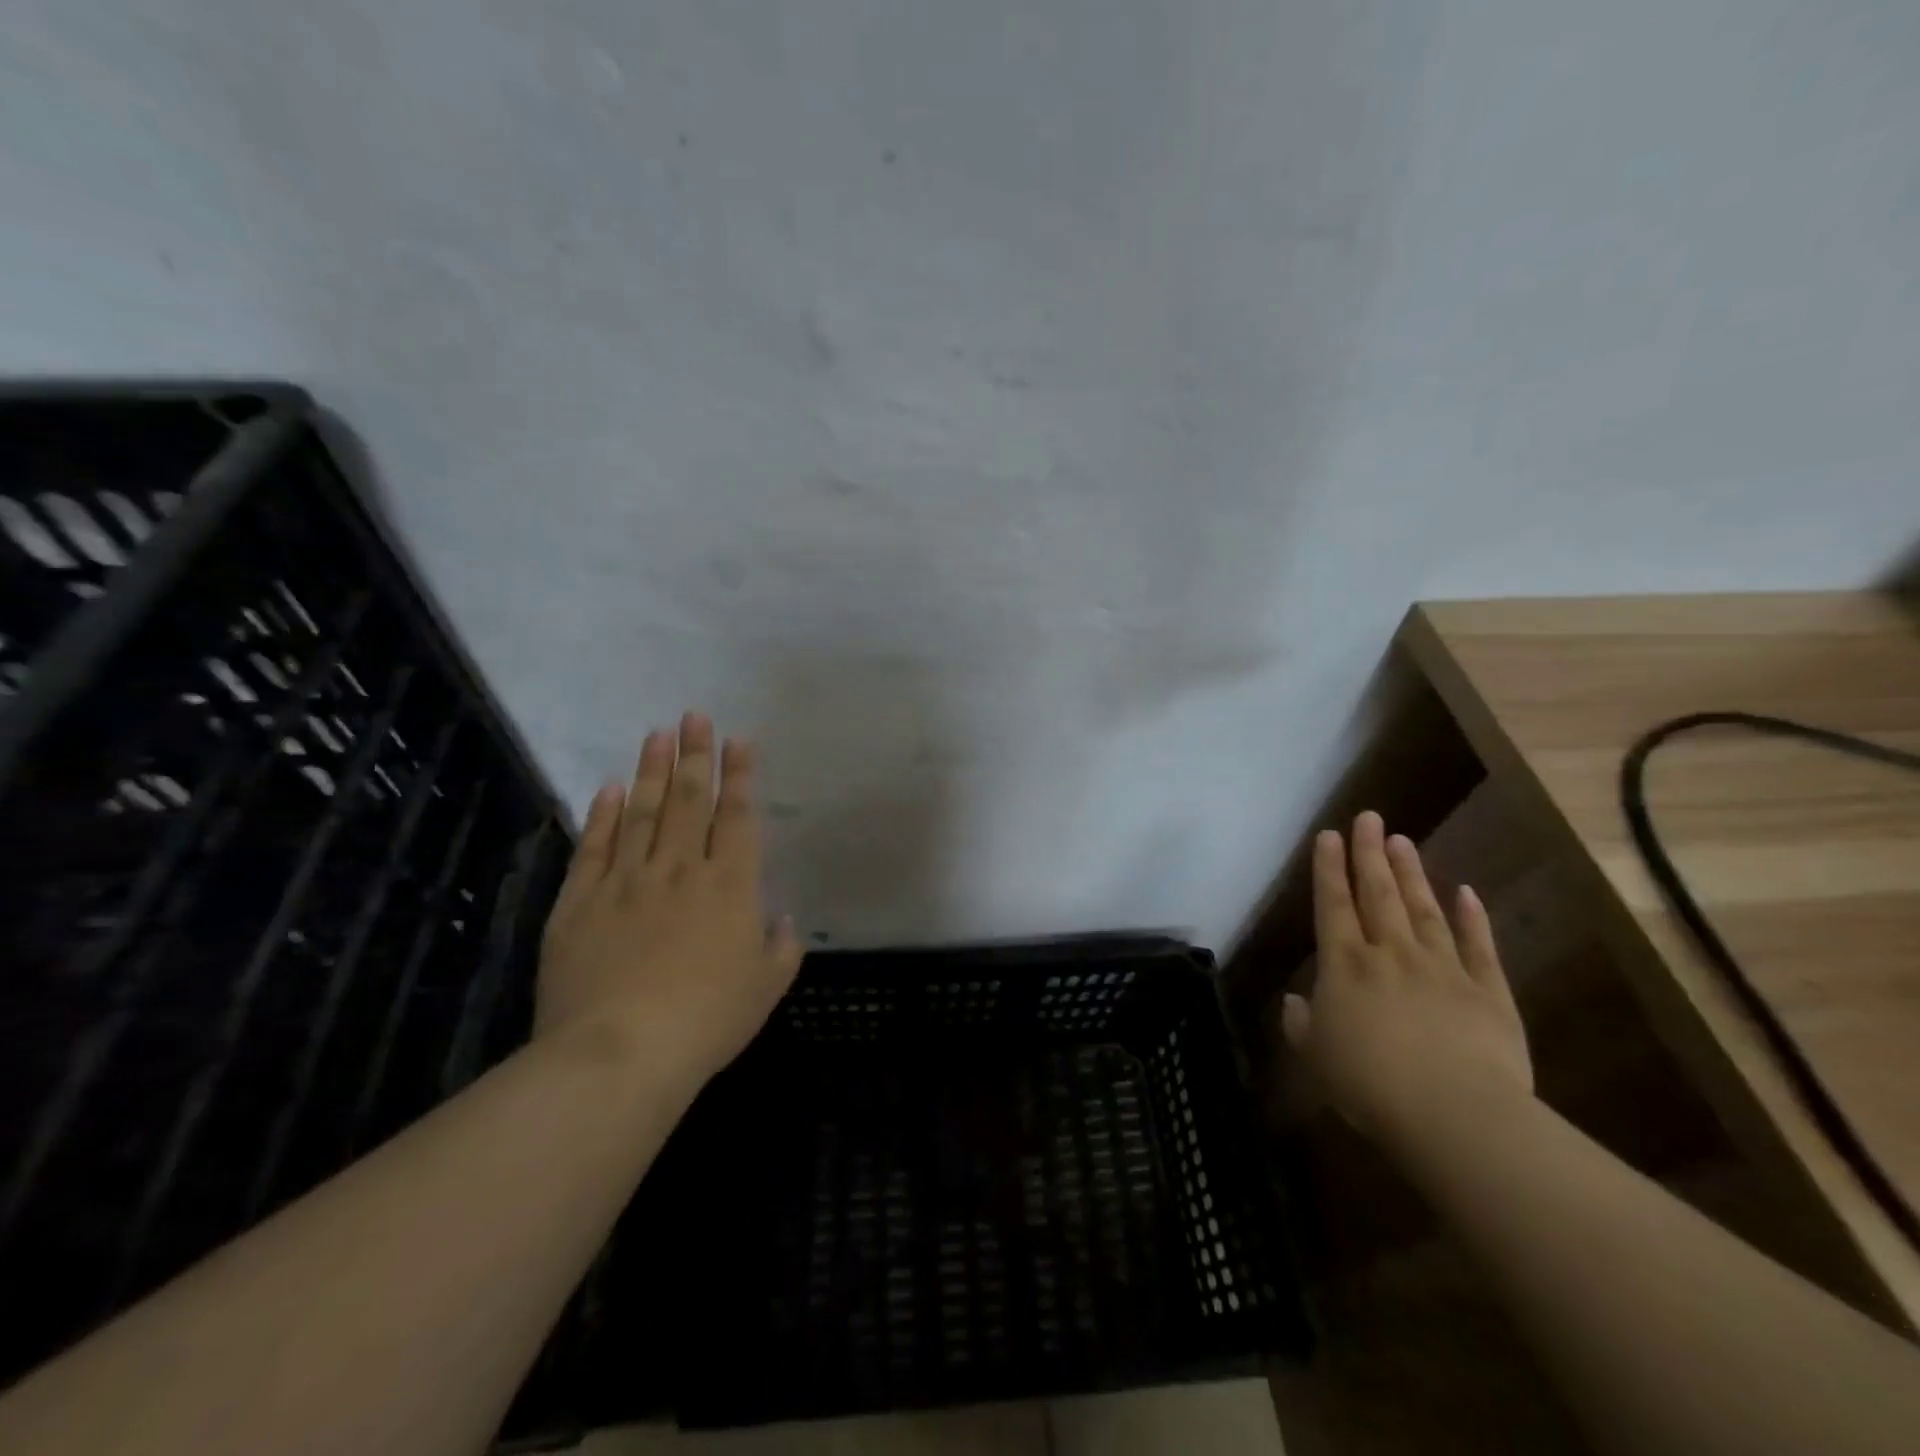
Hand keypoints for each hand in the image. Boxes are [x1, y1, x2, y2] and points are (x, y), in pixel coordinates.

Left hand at [537, 712, 802, 1088]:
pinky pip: (594, 848)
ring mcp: (626, 882)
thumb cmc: (707, 1020)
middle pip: (687, 801)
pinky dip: (602, 815)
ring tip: (657, 734)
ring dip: (650, 771)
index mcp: (730, 886)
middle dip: (694, 755)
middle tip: (693, 716)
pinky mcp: (580, 903)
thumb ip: (781, 949)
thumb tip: (783, 919)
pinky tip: (608, 788)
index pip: (736, 816)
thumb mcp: (765, 989)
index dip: (739, 775)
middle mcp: (679, 870)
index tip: (738, 739)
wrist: (621, 1052)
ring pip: (640, 813)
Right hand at [1281, 811, 1531, 1156]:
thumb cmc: (1370, 1086)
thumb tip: (1295, 1001)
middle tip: (1369, 817)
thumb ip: (1301, 1024)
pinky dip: (1471, 916)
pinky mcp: (1488, 991)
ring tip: (1401, 840)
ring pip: (1423, 909)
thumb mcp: (1315, 1058)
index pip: (1333, 905)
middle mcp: (1390, 953)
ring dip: (1411, 873)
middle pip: (1378, 893)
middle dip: (1369, 853)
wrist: (1456, 1116)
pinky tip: (1466, 892)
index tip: (1328, 835)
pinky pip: (1478, 945)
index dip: (1328, 869)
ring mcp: (1443, 967)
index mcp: (1345, 966)